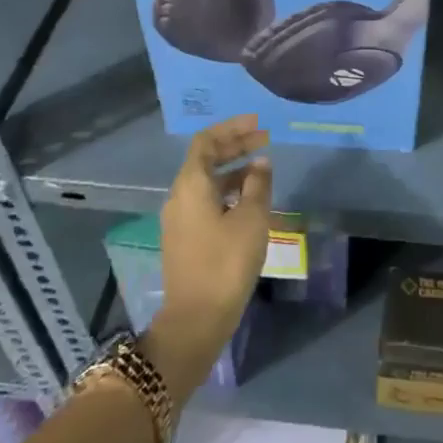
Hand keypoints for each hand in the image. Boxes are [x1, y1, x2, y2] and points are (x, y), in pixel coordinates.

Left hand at [149, 115, 272, 402]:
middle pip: (205, 159)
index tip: (257, 123)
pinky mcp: (184, 239)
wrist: (196, 319)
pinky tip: (248, 199)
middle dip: (234, 146)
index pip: (207, 141)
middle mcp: (179, 196)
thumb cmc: (226, 262)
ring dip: (232, 169)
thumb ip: (257, 184)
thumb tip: (260, 162)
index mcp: (191, 184)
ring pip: (206, 181)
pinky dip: (226, 190)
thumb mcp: (251, 218)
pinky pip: (205, 200)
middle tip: (264, 140)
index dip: (231, 128)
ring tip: (261, 168)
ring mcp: (179, 219)